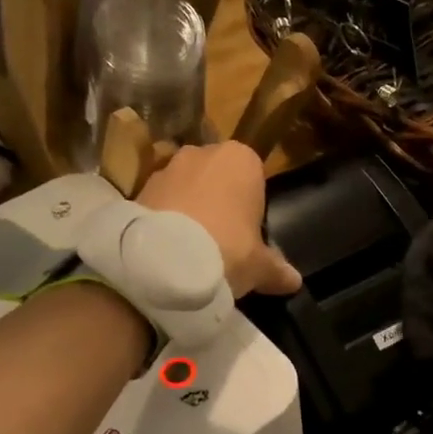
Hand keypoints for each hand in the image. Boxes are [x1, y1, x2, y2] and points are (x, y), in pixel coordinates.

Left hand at [137, 142, 301, 298]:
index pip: (254, 174)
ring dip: (189, 207)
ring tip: (191, 246)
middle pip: (217, 176)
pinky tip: (168, 247)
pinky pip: (161, 201)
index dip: (251, 204)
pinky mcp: (138, 188)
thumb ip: (277, 270)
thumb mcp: (259, 266)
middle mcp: (203, 152)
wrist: (163, 262)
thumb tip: (294, 281)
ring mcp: (167, 167)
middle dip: (218, 200)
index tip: (249, 232)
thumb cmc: (227, 250)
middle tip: (222, 238)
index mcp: (241, 159)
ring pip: (186, 186)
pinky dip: (165, 218)